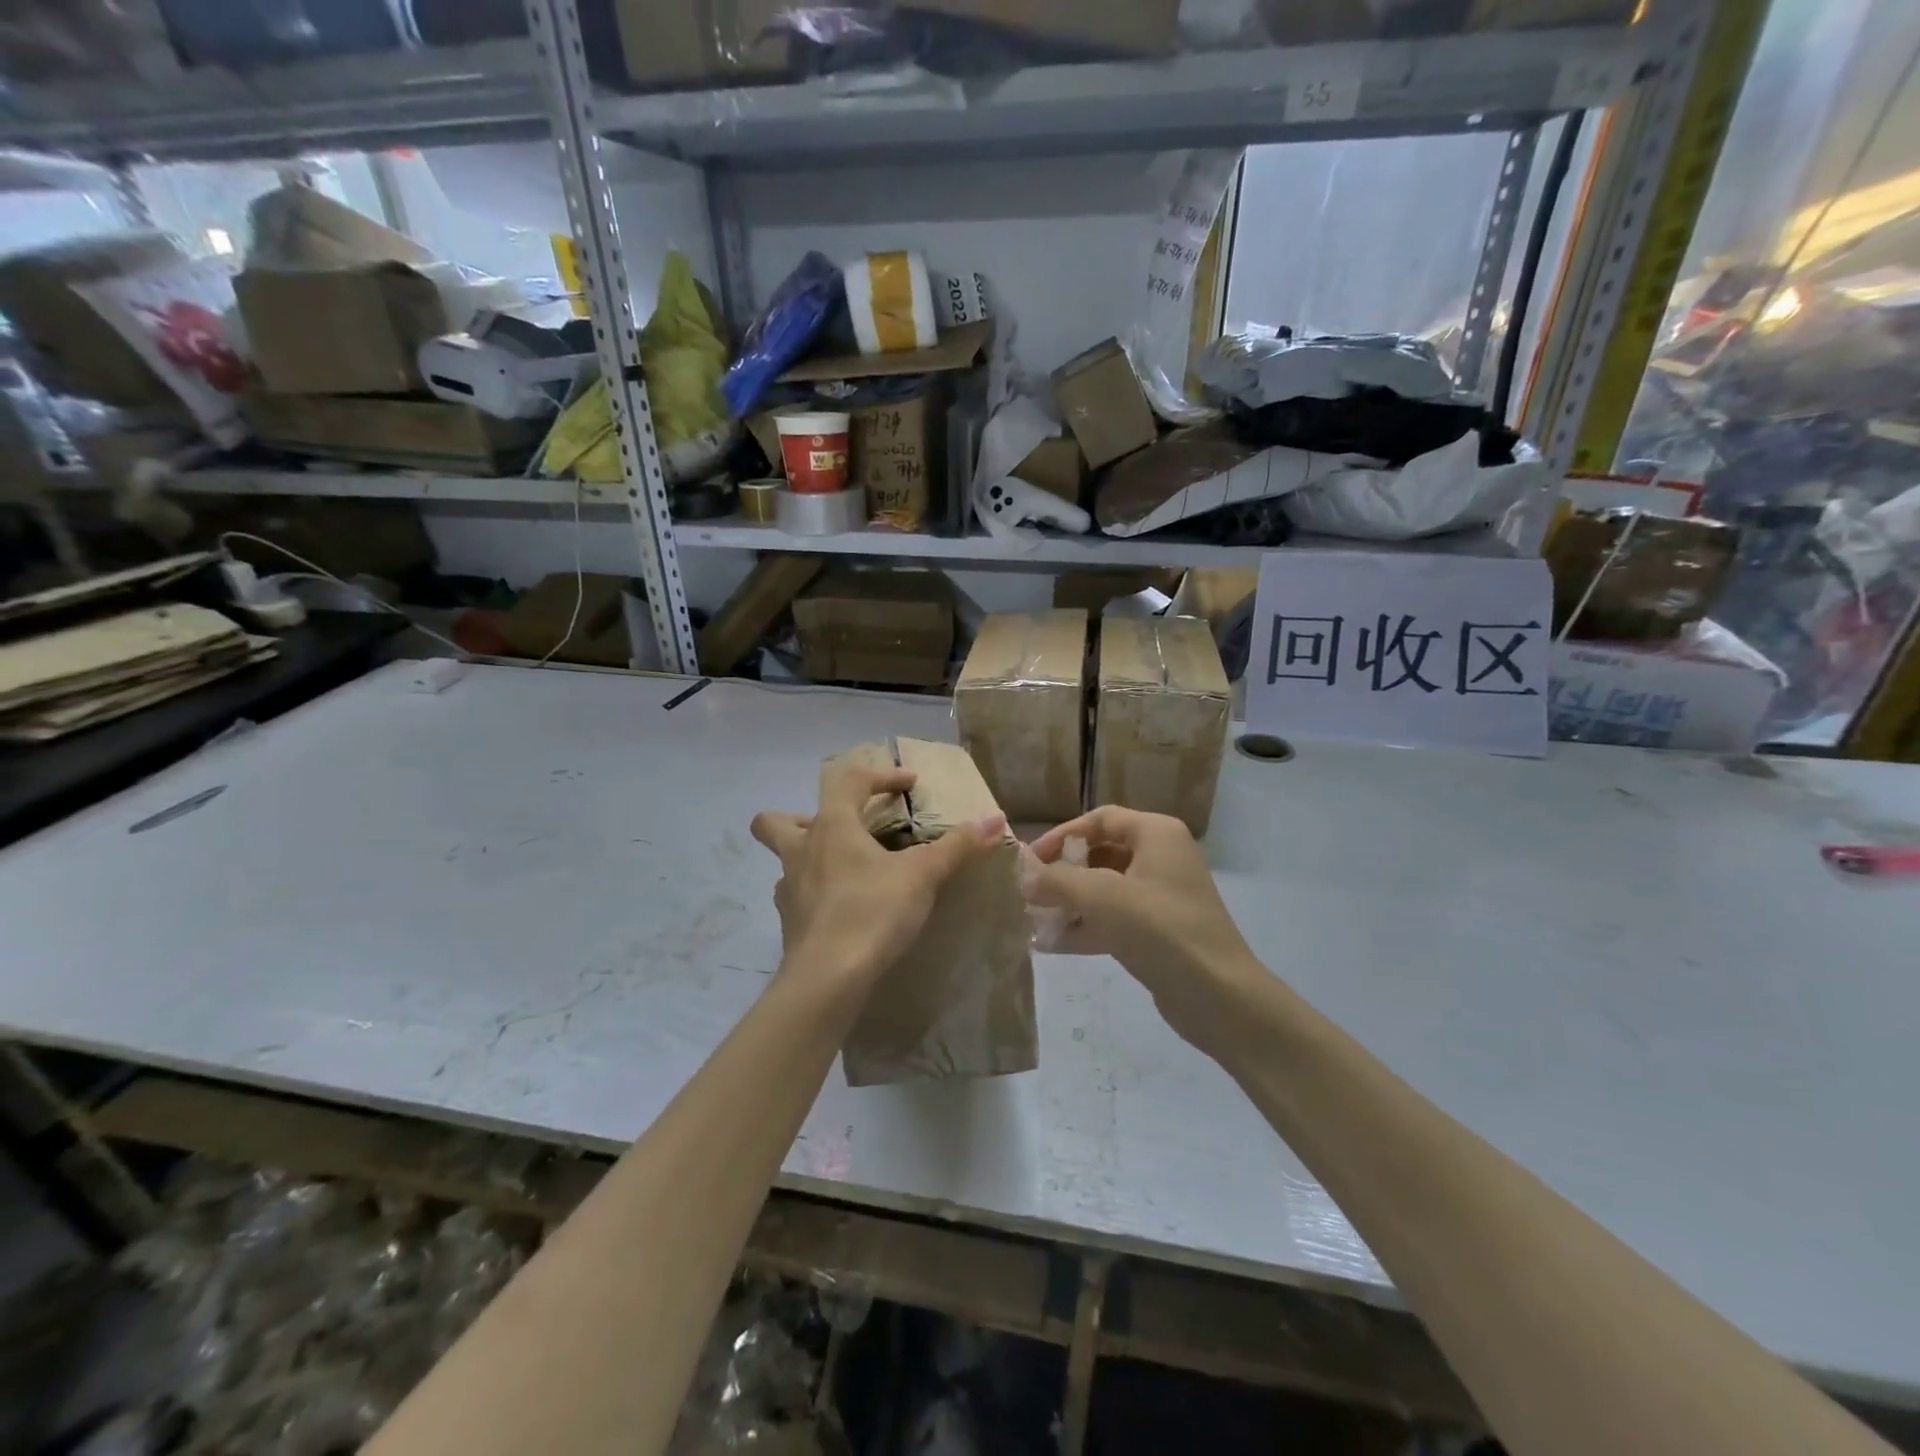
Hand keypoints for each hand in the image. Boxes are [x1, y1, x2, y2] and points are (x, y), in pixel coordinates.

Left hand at [751, 761, 1004, 992]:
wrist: (828, 978)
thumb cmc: (872, 911)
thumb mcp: (923, 875)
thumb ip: (958, 845)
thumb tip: (994, 818)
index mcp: (831, 826)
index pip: (851, 782)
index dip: (882, 776)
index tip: (909, 784)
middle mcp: (801, 851)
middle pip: (774, 821)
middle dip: (799, 816)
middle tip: (838, 830)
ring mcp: (789, 889)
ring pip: (784, 861)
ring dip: (808, 858)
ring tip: (843, 870)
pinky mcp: (789, 924)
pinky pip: (796, 897)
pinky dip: (816, 895)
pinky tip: (841, 908)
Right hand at [1023, 807, 1263, 1050]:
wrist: (1221, 998)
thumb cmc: (1162, 931)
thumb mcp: (1104, 898)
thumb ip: (1057, 881)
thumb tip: (1022, 873)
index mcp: (1157, 835)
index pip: (1100, 819)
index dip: (1062, 835)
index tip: (1030, 861)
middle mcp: (1161, 858)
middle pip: (1100, 854)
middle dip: (1063, 874)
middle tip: (1029, 893)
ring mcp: (1161, 897)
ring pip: (1104, 890)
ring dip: (1070, 903)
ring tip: (1033, 920)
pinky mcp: (1158, 932)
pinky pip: (1113, 919)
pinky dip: (1085, 927)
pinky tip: (1051, 945)